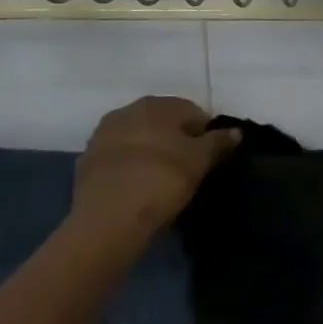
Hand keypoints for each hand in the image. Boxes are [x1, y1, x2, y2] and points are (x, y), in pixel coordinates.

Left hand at [70, 96, 239, 243]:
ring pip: (137, 138)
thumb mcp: (199, 162)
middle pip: (162, 122)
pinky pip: (116, 158)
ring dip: (149, 152)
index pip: (192, 112)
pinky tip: (134, 188)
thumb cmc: (161, 181)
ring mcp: (103, 134)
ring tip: (158, 181)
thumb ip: (218, 142)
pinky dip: (127, 167)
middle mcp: (128, 109)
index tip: (207, 160)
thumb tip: (236, 131)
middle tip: (184, 170)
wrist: (107, 219)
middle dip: (174, 140)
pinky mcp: (86, 161)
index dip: (204, 135)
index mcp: (157, 104)